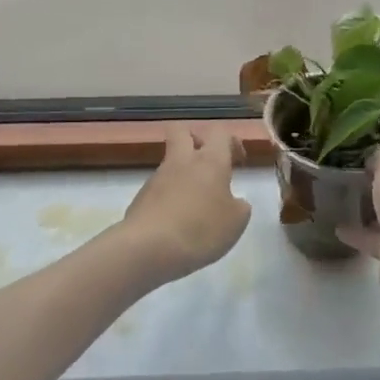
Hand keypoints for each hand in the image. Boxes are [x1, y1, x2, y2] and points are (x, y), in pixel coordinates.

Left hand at [118, 124, 252, 285]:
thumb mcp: (236, 222)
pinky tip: (177, 222)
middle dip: (196, 139)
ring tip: (196, 204)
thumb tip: (233, 201)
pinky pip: (159, 187)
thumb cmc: (201, 230)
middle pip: (182, 131)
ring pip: (170, 161)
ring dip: (183, 173)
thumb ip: (239, 206)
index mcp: (210, 161)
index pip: (220, 132)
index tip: (238, 162)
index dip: (231, 142)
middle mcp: (181, 161)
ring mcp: (157, 177)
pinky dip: (170, 196)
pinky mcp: (141, 197)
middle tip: (209, 163)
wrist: (148, 248)